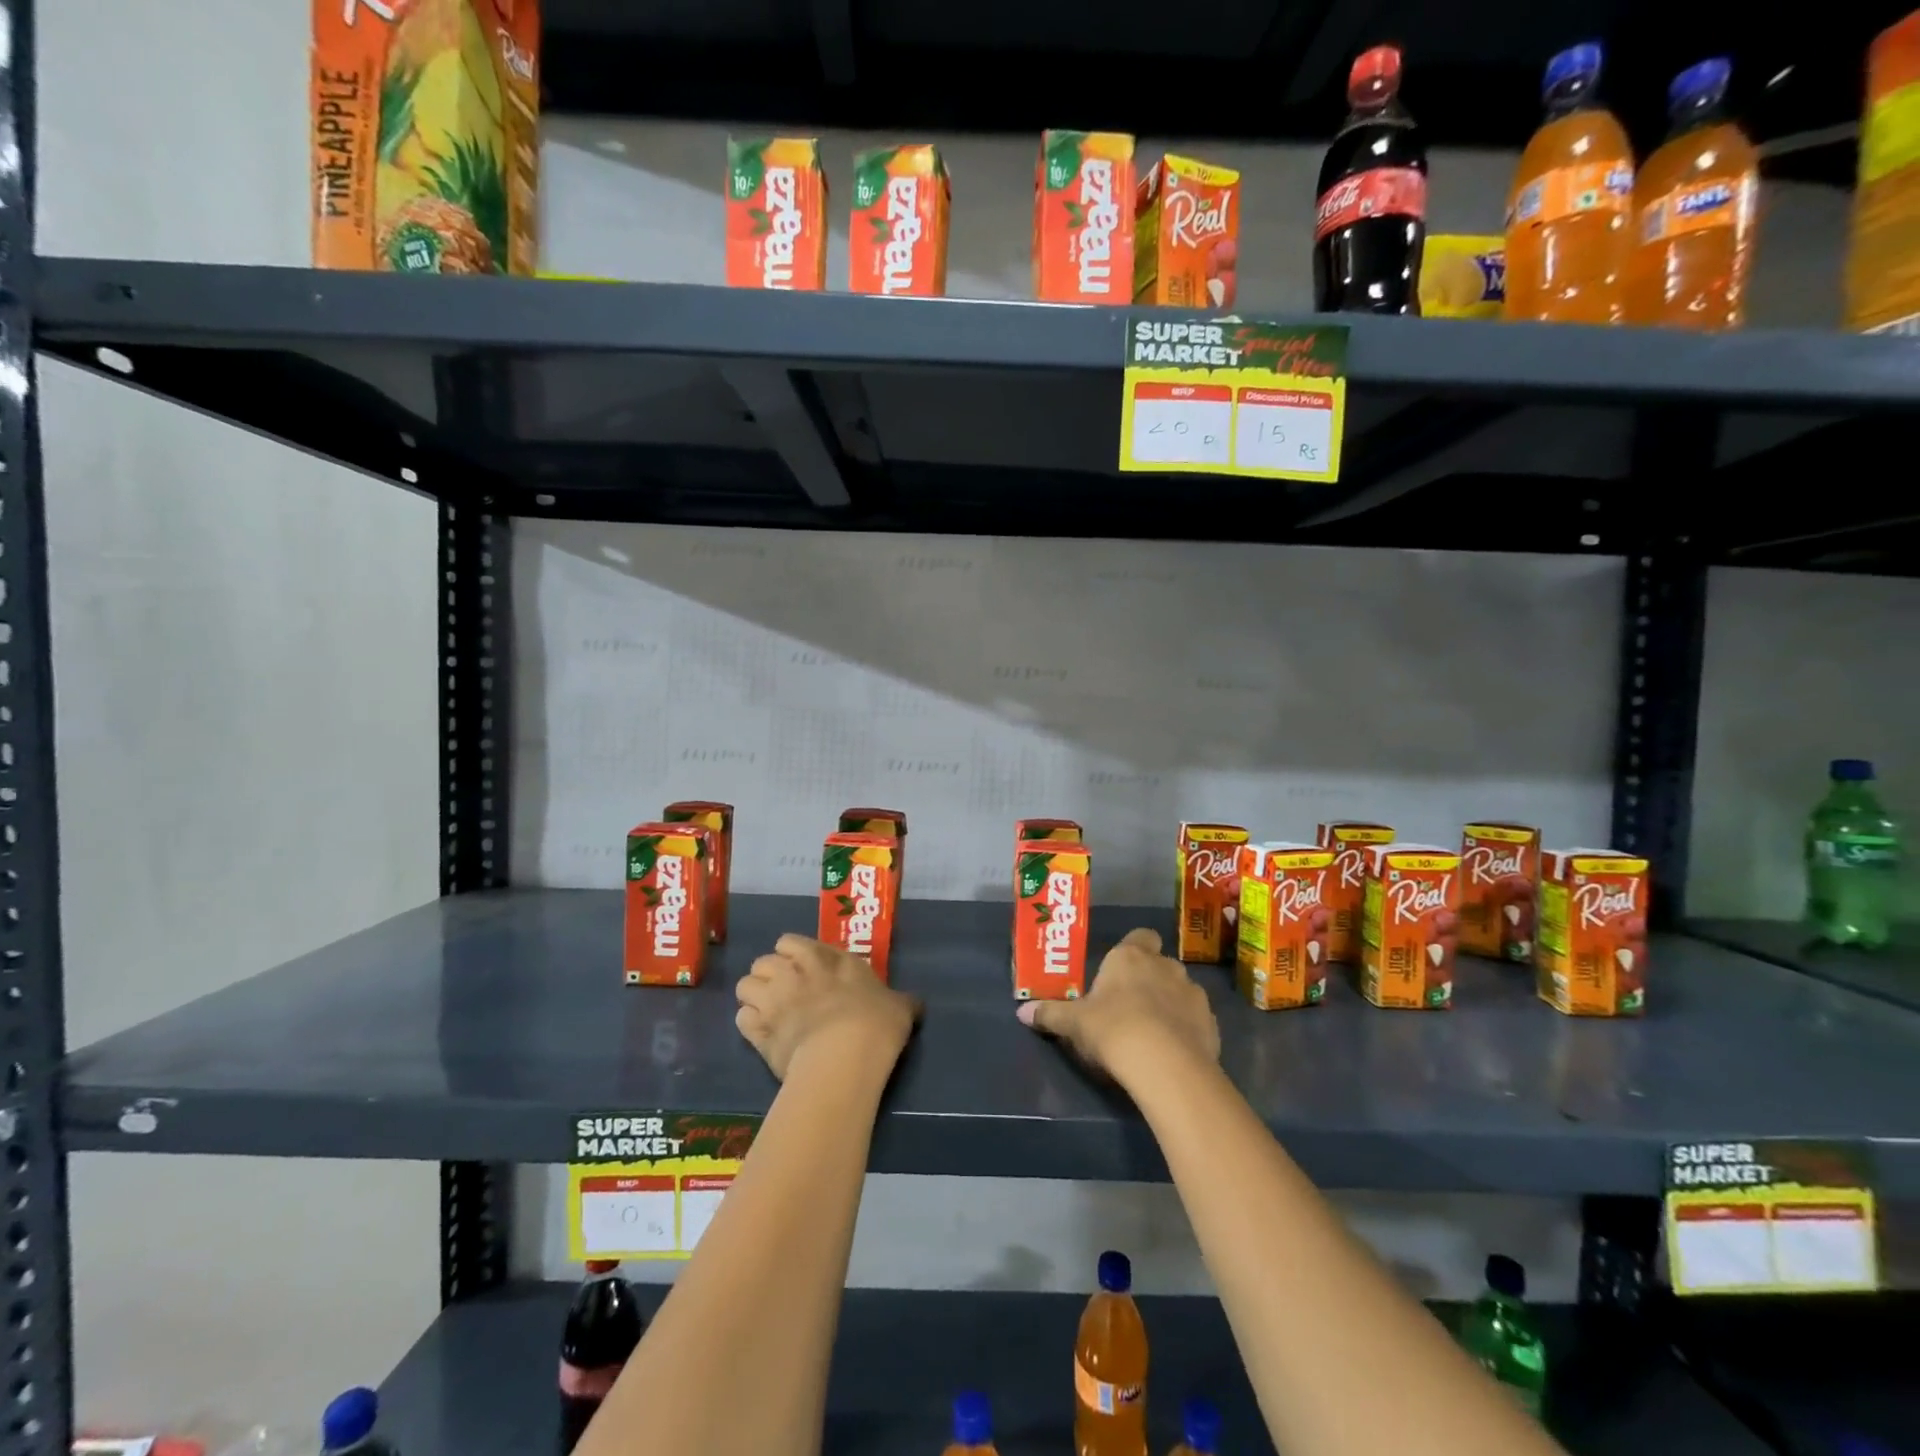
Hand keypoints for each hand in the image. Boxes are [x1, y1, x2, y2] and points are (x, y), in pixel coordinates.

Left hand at [735, 933, 919, 1080]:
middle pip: (764, 960)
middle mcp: (795, 971)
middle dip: (770, 973)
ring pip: (745, 985)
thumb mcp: (899, 1006)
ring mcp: (773, 999)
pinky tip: (762, 1034)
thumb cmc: (876, 1022)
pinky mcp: (759, 1031)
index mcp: (827, 958)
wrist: (845, 1054)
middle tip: (785, 992)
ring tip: (768, 1011)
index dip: (794, 954)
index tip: (804, 969)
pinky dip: (749, 1025)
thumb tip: (916, 1003)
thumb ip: (902, 1001)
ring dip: (754, 996)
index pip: (792, 942)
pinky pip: (741, 1019)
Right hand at [1015, 927, 1219, 1079]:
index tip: (1122, 970)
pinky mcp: (1211, 1023)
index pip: (1140, 936)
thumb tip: (1021, 1012)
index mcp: (1130, 956)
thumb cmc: (1112, 1028)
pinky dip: (1187, 1030)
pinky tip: (1173, 1051)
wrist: (1164, 1064)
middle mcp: (1165, 965)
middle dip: (1150, 980)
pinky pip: (1196, 1020)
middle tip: (1131, 1005)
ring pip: (1181, 991)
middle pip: (1160, 964)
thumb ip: (1050, 1014)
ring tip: (1154, 1033)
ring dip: (1170, 1004)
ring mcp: (1193, 993)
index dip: (1134, 949)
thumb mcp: (1073, 1023)